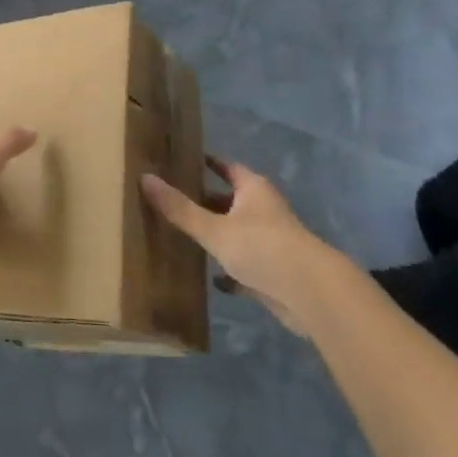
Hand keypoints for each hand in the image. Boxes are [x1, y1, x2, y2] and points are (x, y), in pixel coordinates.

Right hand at [141, 157, 340, 336]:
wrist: (313, 295)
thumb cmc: (263, 248)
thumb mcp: (214, 229)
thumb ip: (180, 208)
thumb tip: (144, 177)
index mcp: (253, 189)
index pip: (226, 168)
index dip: (206, 164)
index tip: (183, 161)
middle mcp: (264, 209)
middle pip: (231, 200)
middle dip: (206, 201)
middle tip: (174, 200)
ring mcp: (272, 241)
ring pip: (238, 232)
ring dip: (218, 235)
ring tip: (186, 237)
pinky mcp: (276, 270)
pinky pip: (247, 263)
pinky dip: (231, 269)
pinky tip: (214, 279)